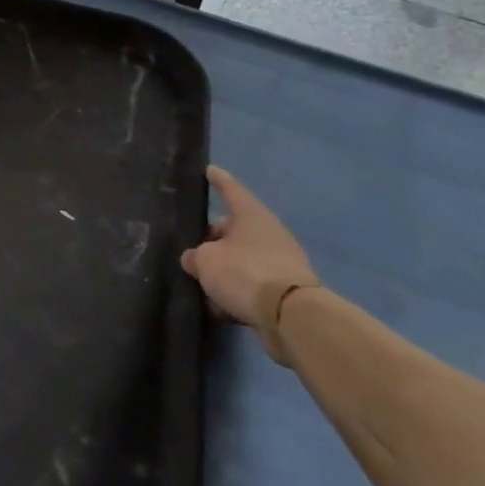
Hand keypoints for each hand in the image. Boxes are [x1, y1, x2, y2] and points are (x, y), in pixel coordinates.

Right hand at [179, 166, 314, 324]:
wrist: (290, 316)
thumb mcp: (205, 261)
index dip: (218, 180)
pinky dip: (237, 290)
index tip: (210, 170)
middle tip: (194, 250)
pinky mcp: (285, 289)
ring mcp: (281, 261)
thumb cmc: (244, 273)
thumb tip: (195, 260)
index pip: (231, 190)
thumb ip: (195, 257)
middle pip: (234, 229)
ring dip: (224, 268)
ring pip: (242, 258)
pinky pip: (252, 283)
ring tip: (203, 282)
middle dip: (214, 238)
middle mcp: (269, 233)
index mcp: (251, 216)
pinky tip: (219, 305)